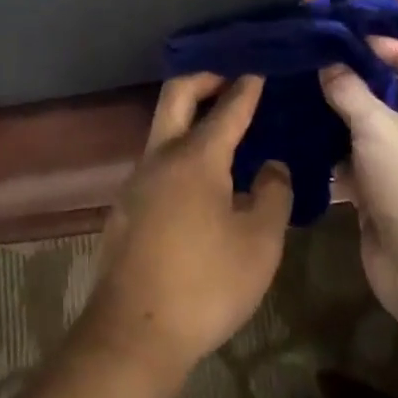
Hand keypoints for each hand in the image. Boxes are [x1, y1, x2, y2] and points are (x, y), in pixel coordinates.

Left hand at [79, 74, 292, 381]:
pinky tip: (200, 179)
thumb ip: (271, 196)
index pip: (226, 108)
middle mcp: (160, 156)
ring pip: (162, 128)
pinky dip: (180, 150)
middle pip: (176, 96)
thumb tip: (271, 166)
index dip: (245, 87)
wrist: (135, 330)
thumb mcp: (259, 243)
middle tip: (231, 78)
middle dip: (204, 78)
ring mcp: (136, 180)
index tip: (258, 68)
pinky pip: (157, 161)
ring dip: (190, 116)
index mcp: (196, 158)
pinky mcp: (125, 205)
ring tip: (223, 129)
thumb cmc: (206, 283)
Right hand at [320, 40, 397, 314]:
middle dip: (364, 84)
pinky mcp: (396, 203)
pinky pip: (366, 169)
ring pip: (381, 136)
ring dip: (347, 122)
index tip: (353, 40)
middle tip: (322, 67)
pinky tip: (307, 144)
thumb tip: (328, 63)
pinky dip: (341, 158)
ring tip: (306, 99)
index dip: (395, 49)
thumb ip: (351, 91)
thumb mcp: (380, 129)